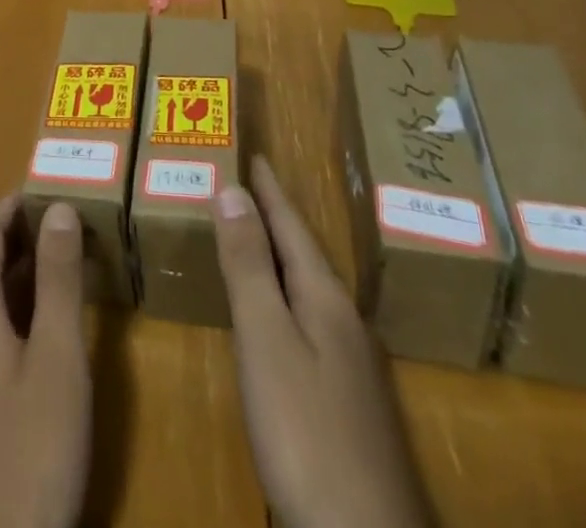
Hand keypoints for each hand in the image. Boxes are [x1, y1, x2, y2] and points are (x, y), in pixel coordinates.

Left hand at [0, 195, 90, 527]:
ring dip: (16, 280)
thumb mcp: (57, 356)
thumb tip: (58, 207)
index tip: (44, 185)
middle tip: (63, 222)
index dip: (11, 207)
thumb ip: (57, 278)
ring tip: (59, 268)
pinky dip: (10, 317)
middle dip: (19, 240)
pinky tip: (39, 337)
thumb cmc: (34, 445)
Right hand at [214, 158, 432, 527]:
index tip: (255, 153)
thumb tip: (232, 189)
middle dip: (277, 218)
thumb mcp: (266, 340)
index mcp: (324, 298)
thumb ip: (248, 266)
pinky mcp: (349, 405)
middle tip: (249, 186)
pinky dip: (288, 299)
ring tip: (259, 238)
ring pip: (311, 291)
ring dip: (283, 258)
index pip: (291, 226)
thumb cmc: (306, 432)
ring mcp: (353, 366)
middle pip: (305, 254)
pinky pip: (312, 323)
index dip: (269, 190)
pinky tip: (282, 320)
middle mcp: (345, 321)